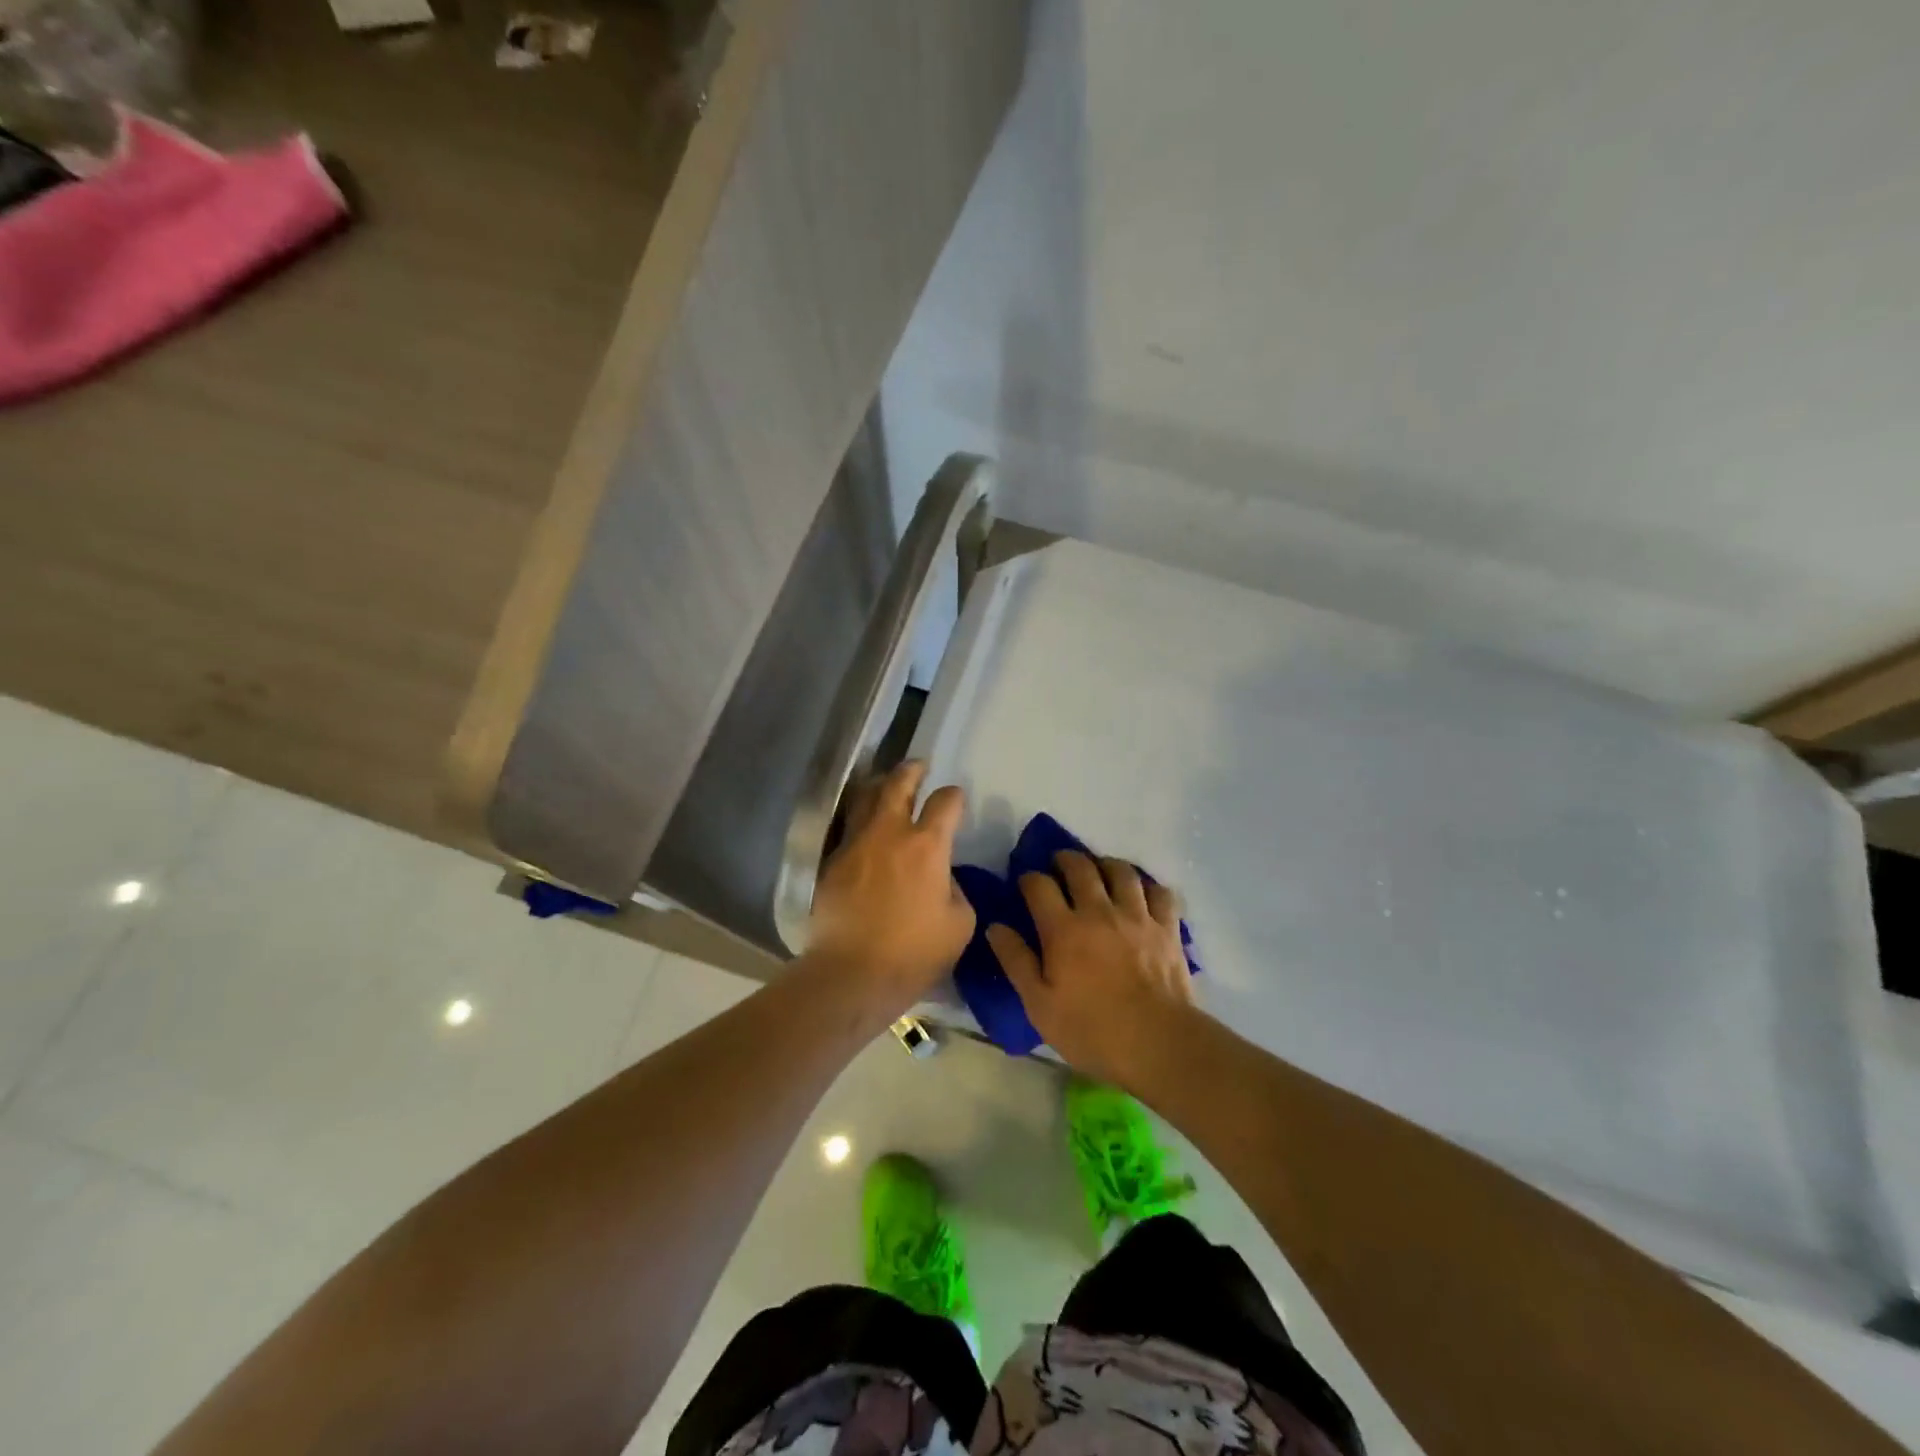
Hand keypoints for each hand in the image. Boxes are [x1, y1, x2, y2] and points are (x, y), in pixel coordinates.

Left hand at [806, 761, 975, 1015]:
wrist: (851, 974)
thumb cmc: (914, 953)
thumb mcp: (959, 924)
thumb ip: (956, 890)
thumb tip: (943, 877)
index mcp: (927, 845)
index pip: (945, 802)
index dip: (954, 796)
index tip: (956, 799)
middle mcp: (889, 833)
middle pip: (898, 784)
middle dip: (911, 771)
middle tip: (918, 766)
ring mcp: (855, 844)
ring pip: (865, 798)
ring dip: (880, 786)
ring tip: (887, 785)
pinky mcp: (831, 862)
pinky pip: (848, 828)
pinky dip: (860, 819)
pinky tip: (865, 827)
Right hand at [987, 850, 1195, 1088]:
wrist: (1158, 1043)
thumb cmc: (1091, 1030)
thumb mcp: (1039, 1005)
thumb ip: (1016, 961)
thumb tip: (996, 927)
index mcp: (1063, 929)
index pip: (1039, 885)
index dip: (1029, 878)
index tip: (1025, 882)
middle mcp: (1099, 911)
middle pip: (1080, 868)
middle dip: (1065, 859)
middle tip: (1059, 863)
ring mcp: (1137, 916)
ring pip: (1121, 871)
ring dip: (1106, 864)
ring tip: (1100, 870)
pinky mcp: (1167, 928)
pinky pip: (1160, 891)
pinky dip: (1148, 886)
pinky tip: (1142, 892)